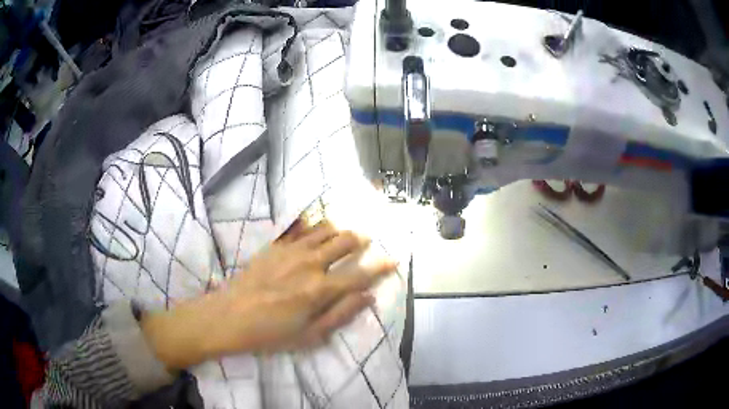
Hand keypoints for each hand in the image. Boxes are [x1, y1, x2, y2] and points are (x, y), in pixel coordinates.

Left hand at [141, 219, 395, 369]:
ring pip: (325, 230)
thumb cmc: (271, 333)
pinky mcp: (276, 246)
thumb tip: (368, 297)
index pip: (360, 274)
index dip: (380, 267)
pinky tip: (319, 232)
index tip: (392, 260)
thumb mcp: (310, 335)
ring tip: (346, 235)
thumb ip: (341, 314)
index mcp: (321, 290)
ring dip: (340, 231)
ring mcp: (292, 251)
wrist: (229, 316)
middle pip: (345, 242)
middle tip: (366, 242)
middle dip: (360, 240)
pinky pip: (303, 230)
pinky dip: (317, 228)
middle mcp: (310, 264)